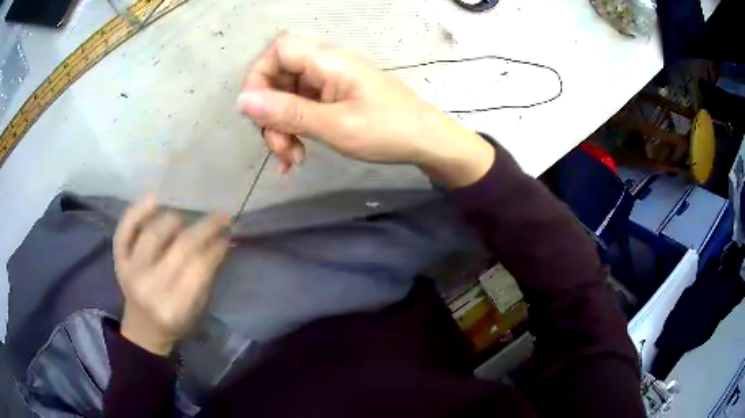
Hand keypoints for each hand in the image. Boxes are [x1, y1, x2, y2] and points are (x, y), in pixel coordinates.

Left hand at [113, 195, 229, 355]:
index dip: (215, 247)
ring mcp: (130, 270)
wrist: (143, 326)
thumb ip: (207, 276)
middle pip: (179, 248)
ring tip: (188, 213)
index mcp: (173, 307)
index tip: (228, 232)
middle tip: (220, 215)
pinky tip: (156, 197)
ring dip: (175, 217)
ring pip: (153, 233)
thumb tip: (222, 239)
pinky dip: (139, 209)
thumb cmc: (175, 320)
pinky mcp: (118, 258)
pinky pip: (125, 228)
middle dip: (203, 228)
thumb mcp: (197, 309)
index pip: (198, 269)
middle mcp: (149, 287)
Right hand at [237, 33, 494, 187]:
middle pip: (279, 77)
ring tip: (292, 160)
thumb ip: (288, 112)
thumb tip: (242, 101)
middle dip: (271, 114)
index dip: (259, 76)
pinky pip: (302, 108)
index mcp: (328, 61)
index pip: (279, 50)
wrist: (426, 141)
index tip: (256, 112)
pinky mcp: (333, 98)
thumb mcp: (334, 125)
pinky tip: (296, 157)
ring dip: (282, 128)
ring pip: (287, 97)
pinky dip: (295, 131)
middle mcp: (326, 65)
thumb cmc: (387, 130)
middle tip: (279, 148)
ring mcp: (329, 82)